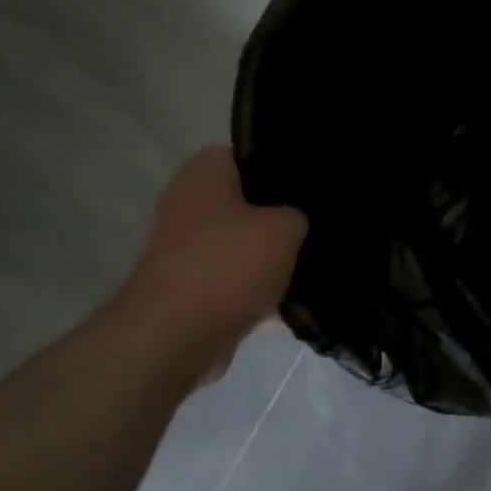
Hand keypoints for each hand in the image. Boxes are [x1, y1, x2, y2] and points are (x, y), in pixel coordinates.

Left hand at [113, 146, 307, 348]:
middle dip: (279, 215)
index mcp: (204, 171)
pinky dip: (253, 284)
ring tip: (308, 262)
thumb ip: (298, 215)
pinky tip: (287, 295)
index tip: (315, 186)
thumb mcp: (286, 228)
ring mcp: (182, 244)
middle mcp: (186, 200)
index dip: (285, 167)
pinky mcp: (186, 283)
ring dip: (268, 254)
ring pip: (241, 240)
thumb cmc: (228, 265)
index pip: (253, 154)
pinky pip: (231, 274)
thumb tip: (296, 221)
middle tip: (316, 225)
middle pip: (247, 200)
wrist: (174, 337)